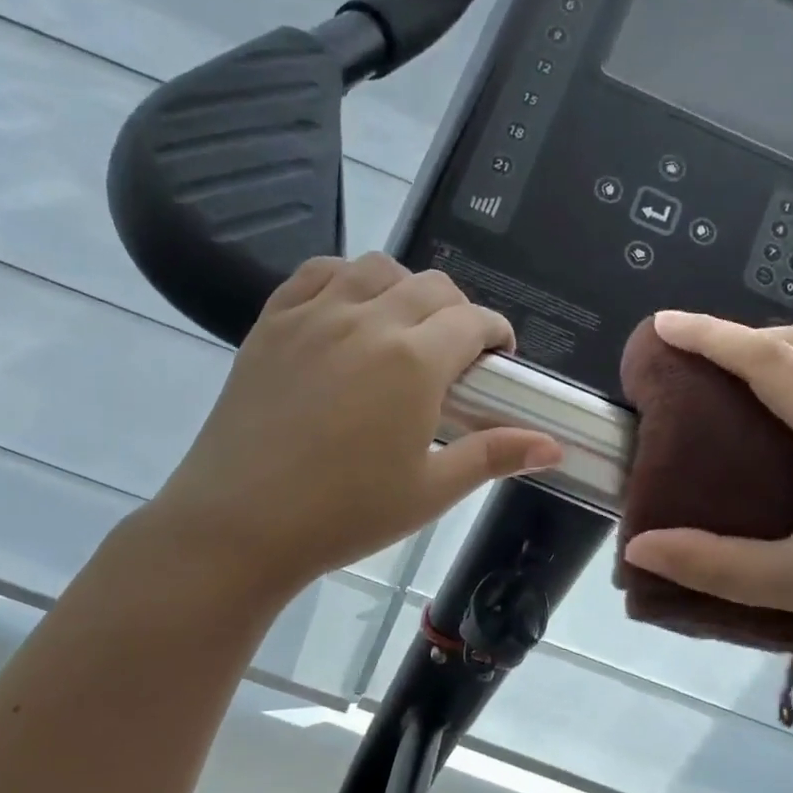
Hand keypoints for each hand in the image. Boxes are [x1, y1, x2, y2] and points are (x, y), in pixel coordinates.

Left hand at [140, 255, 562, 601]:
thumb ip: (494, 456)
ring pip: (377, 269)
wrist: (239, 523)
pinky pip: (318, 273)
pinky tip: (348, 312)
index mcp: (415, 360)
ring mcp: (314, 314)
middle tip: (454, 356)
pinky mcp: (273, 321)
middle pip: (432, 286)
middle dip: (458, 312)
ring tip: (402, 330)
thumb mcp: (430, 491)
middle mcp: (368, 319)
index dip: (496, 334)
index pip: (474, 320)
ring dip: (404, 288)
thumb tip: (553, 445)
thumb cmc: (344, 514)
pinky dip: (346, 279)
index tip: (497, 360)